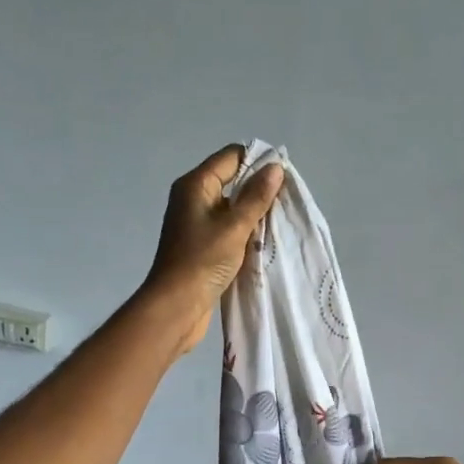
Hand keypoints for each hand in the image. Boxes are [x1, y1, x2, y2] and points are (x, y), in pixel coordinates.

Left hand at [143, 146, 284, 353]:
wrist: (176, 306)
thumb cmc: (202, 261)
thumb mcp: (234, 227)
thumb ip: (256, 197)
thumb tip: (275, 167)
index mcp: (196, 185)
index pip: (231, 157)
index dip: (258, 162)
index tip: (284, 179)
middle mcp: (194, 198)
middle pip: (233, 181)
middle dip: (260, 190)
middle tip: (286, 204)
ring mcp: (197, 223)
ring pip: (233, 208)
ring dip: (255, 215)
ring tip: (280, 223)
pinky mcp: (203, 245)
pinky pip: (229, 229)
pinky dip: (246, 233)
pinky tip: (264, 242)